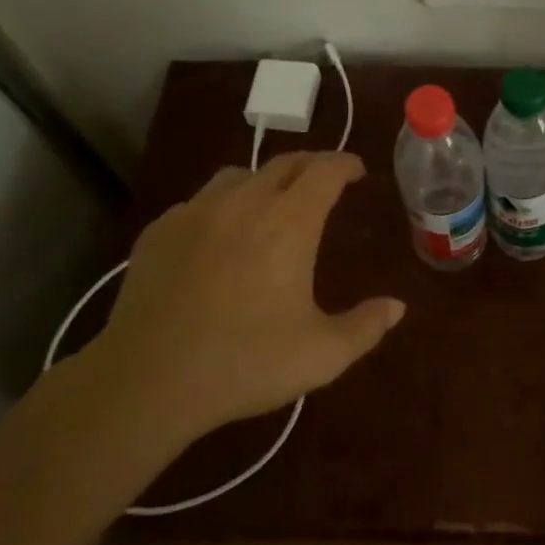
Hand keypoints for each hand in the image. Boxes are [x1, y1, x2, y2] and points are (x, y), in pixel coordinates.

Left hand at [93, 152, 405, 441]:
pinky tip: (217, 237)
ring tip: (270, 204)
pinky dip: (220, 207)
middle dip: (312, 165)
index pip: (325, 169)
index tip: (357, 171)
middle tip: (325, 181)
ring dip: (264, 181)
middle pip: (285, 162)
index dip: (346, 164)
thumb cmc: (244, 364)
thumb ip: (365, 327)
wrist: (147, 381)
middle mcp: (244, 201)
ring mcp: (196, 211)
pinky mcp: (159, 230)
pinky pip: (199, 202)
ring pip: (238, 175)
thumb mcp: (321, 355)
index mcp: (289, 221)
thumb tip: (397, 307)